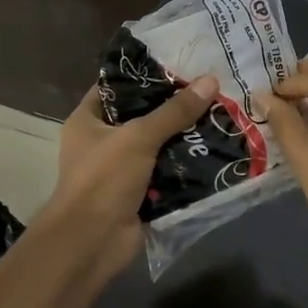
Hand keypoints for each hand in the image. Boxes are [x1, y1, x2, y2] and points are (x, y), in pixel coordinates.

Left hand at [39, 74, 218, 280]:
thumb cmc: (103, 179)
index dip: (145, 75)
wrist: (92, 242)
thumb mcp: (138, 137)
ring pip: (158, 145)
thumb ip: (174, 111)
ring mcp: (122, 170)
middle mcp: (102, 142)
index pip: (116, 87)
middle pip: (142, 116)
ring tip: (220, 114)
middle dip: (174, 107)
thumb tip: (210, 80)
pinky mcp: (140, 194)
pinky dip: (187, 165)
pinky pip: (168, 172)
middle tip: (209, 89)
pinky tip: (216, 149)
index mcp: (87, 121)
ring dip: (185, 136)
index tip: (180, 64)